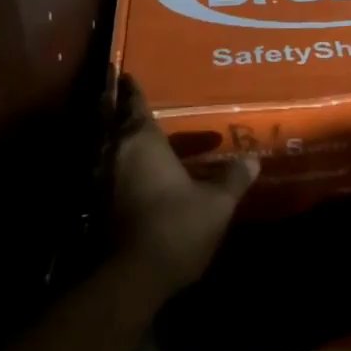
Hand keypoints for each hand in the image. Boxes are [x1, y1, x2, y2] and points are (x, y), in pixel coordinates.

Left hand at [109, 75, 257, 298]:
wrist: (129, 279)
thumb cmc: (175, 227)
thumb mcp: (215, 204)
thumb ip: (233, 179)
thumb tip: (253, 159)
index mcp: (142, 141)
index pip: (135, 104)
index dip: (132, 88)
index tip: (125, 71)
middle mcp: (116, 153)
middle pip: (110, 121)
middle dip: (112, 104)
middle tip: (115, 89)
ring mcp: (102, 182)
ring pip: (106, 147)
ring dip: (113, 135)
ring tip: (128, 127)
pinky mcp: (97, 208)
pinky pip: (108, 172)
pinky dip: (116, 164)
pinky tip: (131, 171)